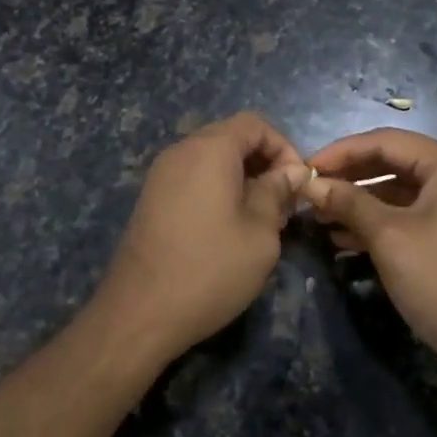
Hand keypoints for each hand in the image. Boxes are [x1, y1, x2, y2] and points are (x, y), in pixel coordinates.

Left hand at [91, 113, 307, 367]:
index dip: (283, 147)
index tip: (296, 184)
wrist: (140, 312)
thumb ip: (277, 193)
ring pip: (211, 158)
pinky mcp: (151, 198)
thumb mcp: (260, 233)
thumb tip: (290, 171)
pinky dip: (216, 188)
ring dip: (241, 177)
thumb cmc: (210, 268)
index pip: (254, 124)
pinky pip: (193, 177)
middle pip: (231, 137)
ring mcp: (161, 174)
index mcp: (210, 149)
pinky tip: (227, 227)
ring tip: (259, 218)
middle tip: (282, 203)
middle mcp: (182, 150)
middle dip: (263, 162)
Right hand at [305, 128, 436, 383]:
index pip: (385, 141)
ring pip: (397, 190)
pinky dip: (378, 221)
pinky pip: (408, 213)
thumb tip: (310, 183)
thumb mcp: (389, 237)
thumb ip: (348, 202)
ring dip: (359, 202)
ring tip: (320, 217)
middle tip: (310, 191)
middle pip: (392, 162)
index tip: (304, 167)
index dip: (341, 152)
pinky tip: (344, 239)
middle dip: (349, 178)